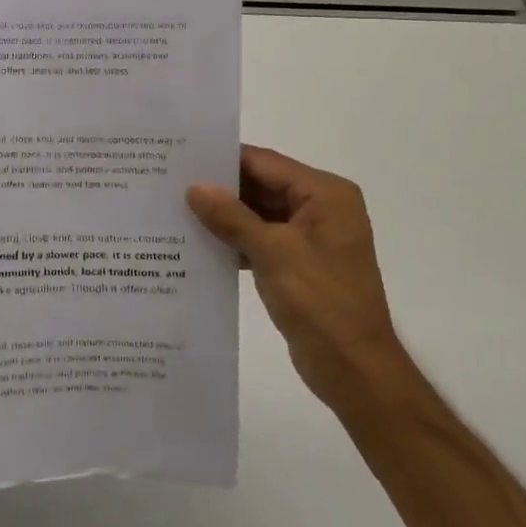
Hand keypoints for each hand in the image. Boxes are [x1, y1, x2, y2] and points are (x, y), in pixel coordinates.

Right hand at [187, 146, 406, 410]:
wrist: (355, 369)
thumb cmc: (321, 301)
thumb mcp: (272, 253)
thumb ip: (232, 217)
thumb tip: (195, 188)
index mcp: (326, 194)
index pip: (265, 163)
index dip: (223, 160)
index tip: (180, 158)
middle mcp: (321, 208)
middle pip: (263, 185)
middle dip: (221, 188)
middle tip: (171, 184)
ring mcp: (311, 238)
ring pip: (259, 214)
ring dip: (225, 216)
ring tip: (176, 210)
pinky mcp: (300, 264)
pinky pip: (262, 240)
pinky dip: (236, 241)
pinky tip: (199, 244)